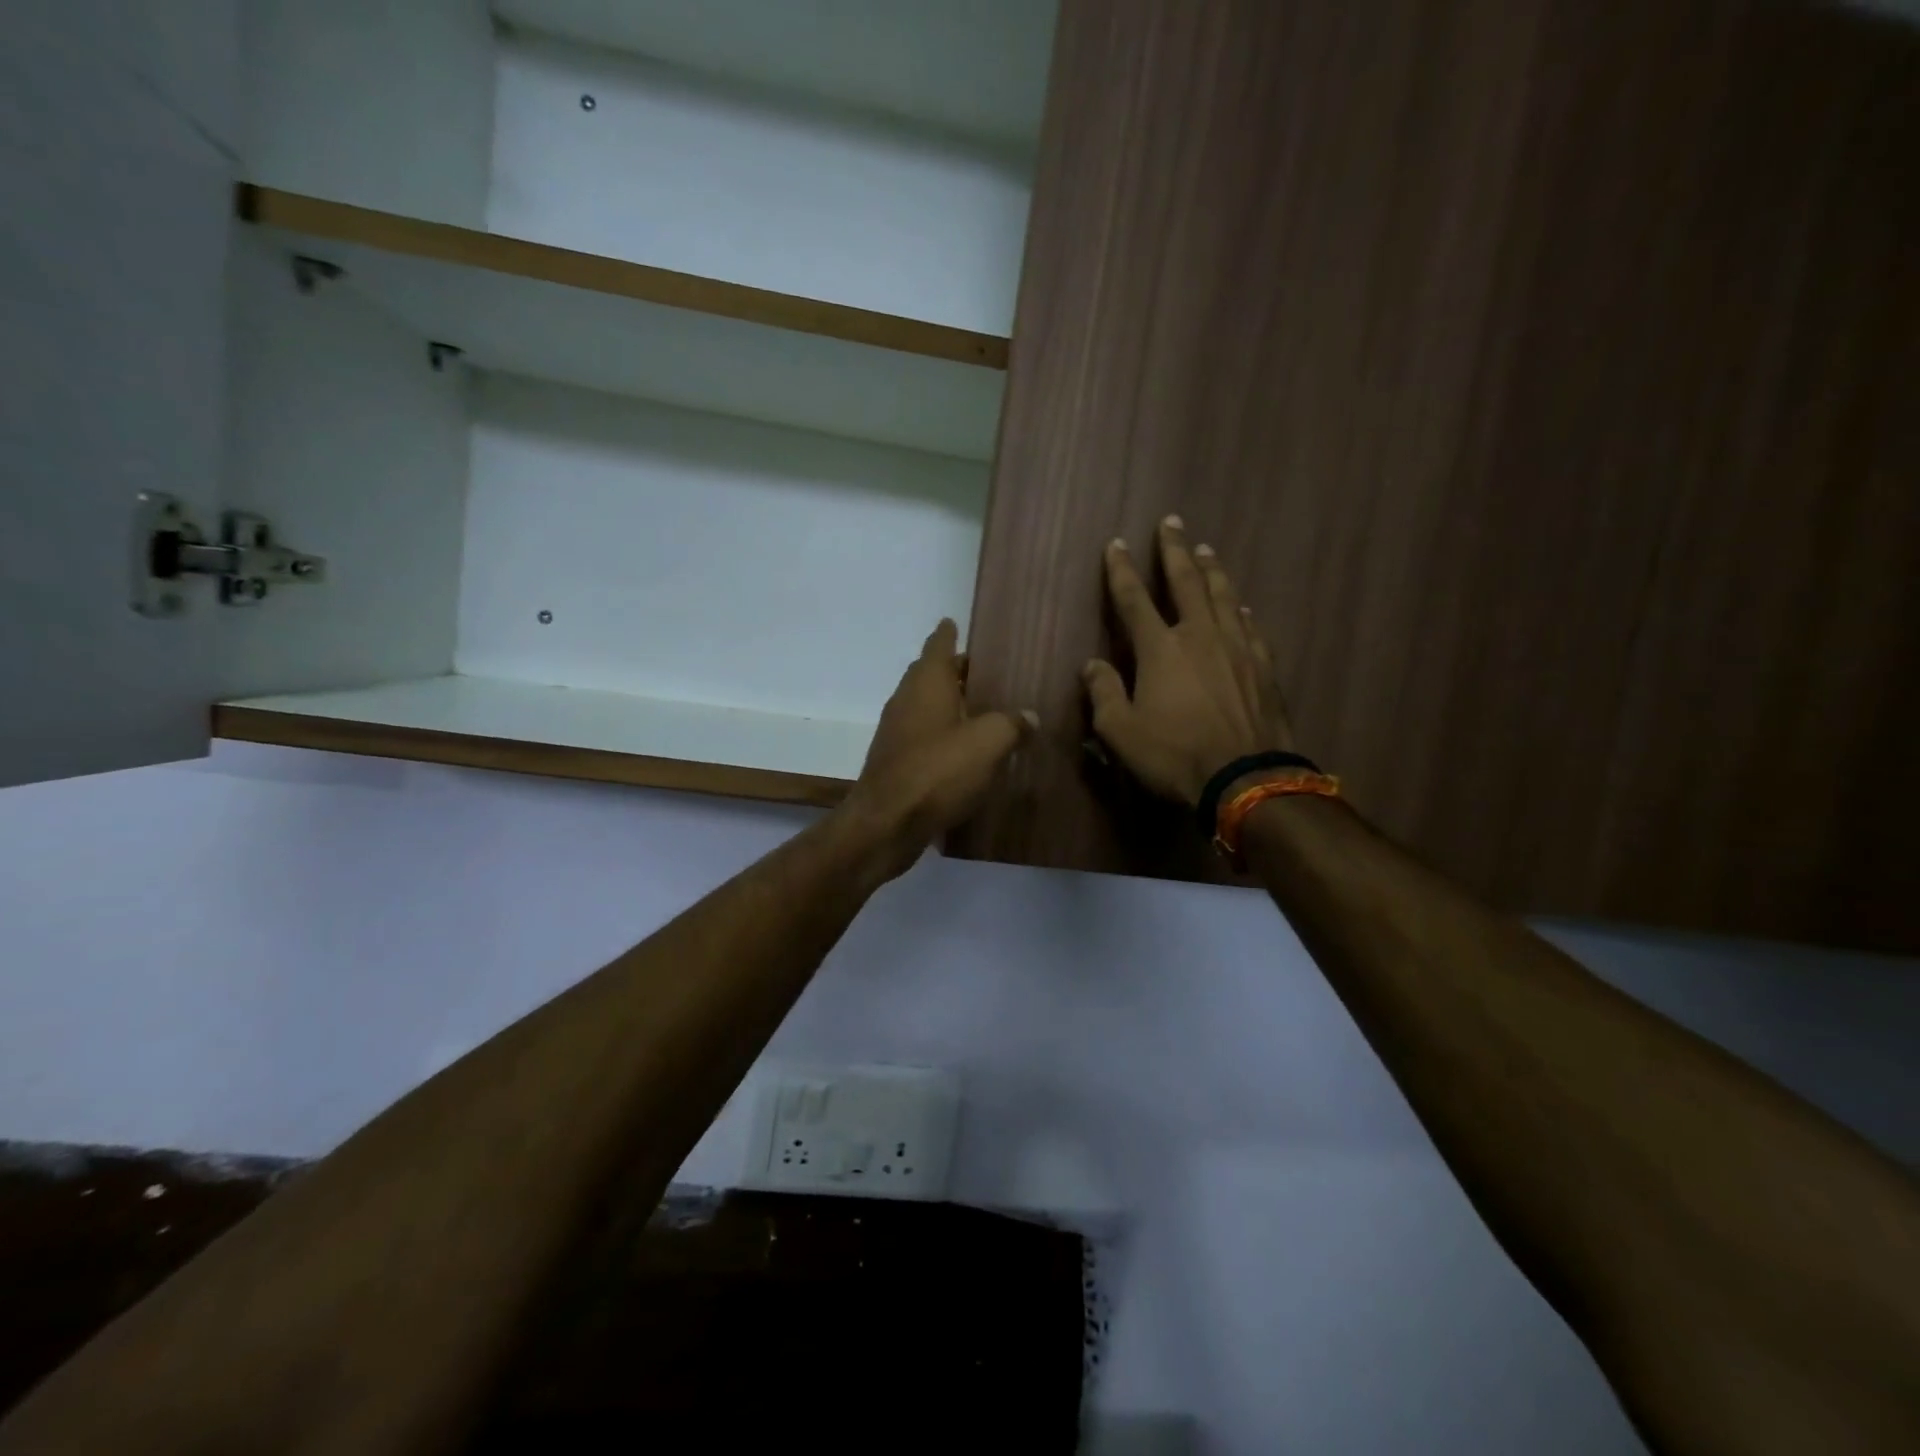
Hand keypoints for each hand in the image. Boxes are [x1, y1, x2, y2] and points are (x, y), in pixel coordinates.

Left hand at [839, 619, 1034, 878]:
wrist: (887, 823)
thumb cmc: (938, 771)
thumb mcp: (987, 743)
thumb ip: (1011, 724)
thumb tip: (1029, 716)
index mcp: (927, 683)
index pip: (938, 645)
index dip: (948, 633)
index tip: (955, 621)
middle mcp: (907, 699)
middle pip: (930, 674)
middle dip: (954, 670)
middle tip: (985, 672)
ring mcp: (897, 731)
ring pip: (926, 706)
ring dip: (949, 704)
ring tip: (982, 709)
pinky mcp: (896, 761)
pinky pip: (924, 735)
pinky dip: (943, 733)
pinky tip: (965, 749)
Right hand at [1084, 515, 1294, 806]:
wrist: (1245, 778)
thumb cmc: (1175, 755)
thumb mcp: (1121, 732)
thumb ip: (1104, 693)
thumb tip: (1092, 665)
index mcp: (1160, 649)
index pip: (1134, 599)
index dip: (1122, 570)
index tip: (1116, 544)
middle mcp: (1199, 636)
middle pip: (1186, 582)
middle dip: (1174, 550)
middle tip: (1171, 522)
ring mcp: (1237, 648)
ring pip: (1223, 596)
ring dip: (1211, 570)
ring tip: (1205, 549)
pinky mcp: (1263, 666)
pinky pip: (1249, 626)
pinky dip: (1239, 610)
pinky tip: (1239, 605)